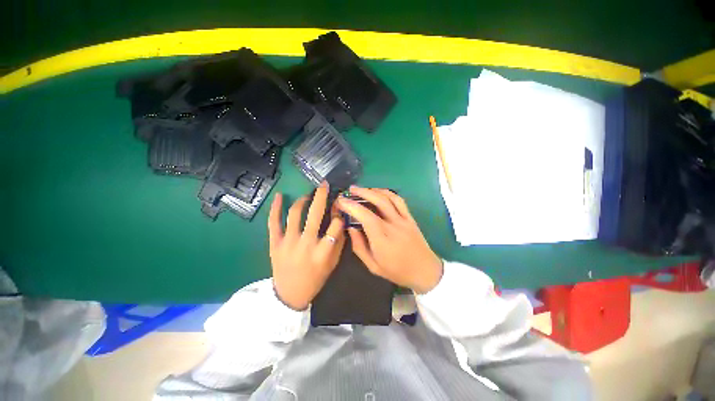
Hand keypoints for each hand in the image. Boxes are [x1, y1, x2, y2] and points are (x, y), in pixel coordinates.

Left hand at [268, 182, 345, 310]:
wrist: (289, 294)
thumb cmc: (316, 278)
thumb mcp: (333, 263)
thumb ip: (339, 242)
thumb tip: (341, 219)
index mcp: (323, 252)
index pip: (336, 225)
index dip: (339, 214)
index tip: (338, 209)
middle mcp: (306, 244)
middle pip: (315, 214)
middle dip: (321, 196)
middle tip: (323, 184)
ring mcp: (288, 243)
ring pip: (295, 214)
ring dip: (302, 200)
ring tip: (307, 195)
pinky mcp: (274, 243)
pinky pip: (273, 222)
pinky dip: (275, 207)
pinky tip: (280, 196)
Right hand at [337, 187, 442, 293]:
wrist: (425, 272)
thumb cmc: (397, 271)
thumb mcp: (373, 266)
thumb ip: (359, 246)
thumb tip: (351, 228)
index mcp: (382, 239)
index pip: (365, 216)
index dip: (352, 206)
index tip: (341, 201)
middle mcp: (393, 225)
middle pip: (378, 202)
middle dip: (362, 192)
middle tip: (350, 190)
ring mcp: (404, 220)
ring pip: (389, 198)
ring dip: (374, 190)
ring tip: (362, 189)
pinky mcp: (410, 218)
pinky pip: (399, 201)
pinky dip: (388, 193)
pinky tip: (380, 192)